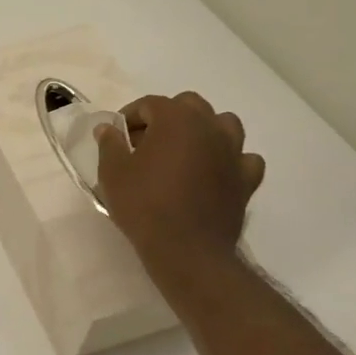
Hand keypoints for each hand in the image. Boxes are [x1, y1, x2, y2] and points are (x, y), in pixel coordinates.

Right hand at [94, 92, 265, 274]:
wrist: (186, 250)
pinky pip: (243, 158)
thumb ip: (110, 144)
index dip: (129, 116)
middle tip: (146, 142)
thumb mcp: (112, 173)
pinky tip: (214, 172)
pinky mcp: (246, 179)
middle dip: (166, 117)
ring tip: (183, 152)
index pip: (150, 104)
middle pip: (189, 105)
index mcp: (176, 119)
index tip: (117, 137)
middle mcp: (209, 127)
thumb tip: (109, 128)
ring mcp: (233, 152)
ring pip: (223, 124)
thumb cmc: (144, 205)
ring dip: (203, 130)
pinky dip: (230, 159)